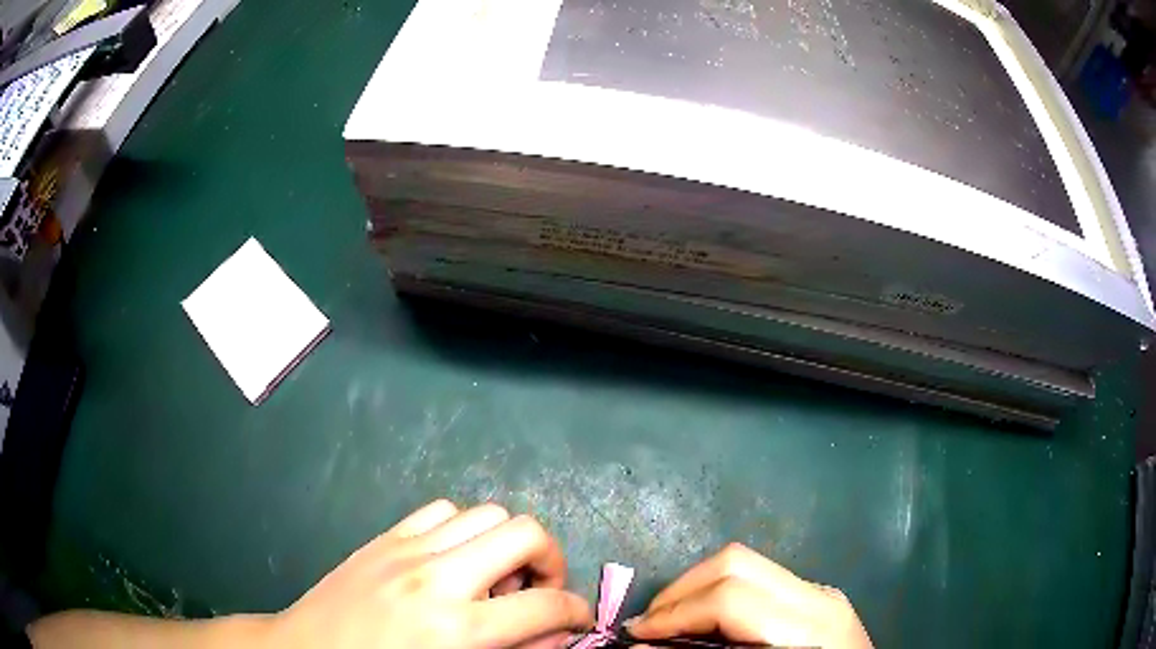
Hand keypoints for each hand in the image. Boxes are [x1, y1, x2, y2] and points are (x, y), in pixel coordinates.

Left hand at [269, 500, 592, 648]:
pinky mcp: (385, 538)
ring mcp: (406, 550)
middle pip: (524, 533)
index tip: (577, 618)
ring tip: (493, 576)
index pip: (546, 606)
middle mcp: (437, 578)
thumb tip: (557, 634)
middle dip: (551, 559)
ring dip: (505, 543)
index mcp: (457, 628)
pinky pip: (440, 510)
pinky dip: (462, 530)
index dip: (577, 611)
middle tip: (538, 589)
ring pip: (485, 513)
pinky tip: (453, 559)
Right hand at [626, 543, 871, 647]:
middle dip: (680, 590)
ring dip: (698, 588)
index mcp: (809, 628)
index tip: (635, 635)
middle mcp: (819, 598)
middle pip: (737, 563)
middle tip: (648, 624)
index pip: (730, 599)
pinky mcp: (819, 597)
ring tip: (670, 621)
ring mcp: (822, 593)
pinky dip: (721, 594)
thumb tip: (644, 647)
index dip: (673, 614)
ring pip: (748, 564)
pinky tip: (708, 621)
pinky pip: (761, 581)